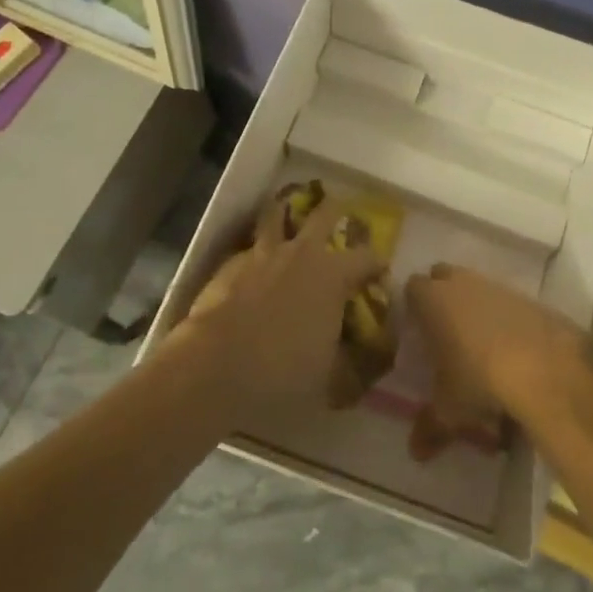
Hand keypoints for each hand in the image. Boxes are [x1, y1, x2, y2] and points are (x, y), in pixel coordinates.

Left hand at [179, 202, 384, 418]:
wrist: (213, 371)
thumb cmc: (283, 374)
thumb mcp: (333, 380)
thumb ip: (357, 363)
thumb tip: (374, 358)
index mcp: (333, 274)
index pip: (368, 257)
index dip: (377, 265)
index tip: (379, 277)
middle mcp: (300, 253)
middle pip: (324, 214)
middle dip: (336, 212)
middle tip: (340, 217)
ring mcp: (261, 254)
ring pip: (277, 215)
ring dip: (287, 215)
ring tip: (289, 217)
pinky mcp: (228, 265)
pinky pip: (249, 249)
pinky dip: (256, 255)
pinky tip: (253, 271)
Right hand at [403, 264, 580, 460]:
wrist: (543, 367)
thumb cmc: (479, 380)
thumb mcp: (450, 410)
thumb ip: (430, 427)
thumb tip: (415, 452)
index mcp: (432, 301)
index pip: (412, 287)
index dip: (413, 305)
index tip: (416, 329)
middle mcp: (462, 284)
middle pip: (444, 276)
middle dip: (442, 295)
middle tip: (444, 330)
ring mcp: (497, 286)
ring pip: (477, 286)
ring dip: (475, 306)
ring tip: (480, 344)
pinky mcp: (528, 297)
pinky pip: (507, 301)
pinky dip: (505, 318)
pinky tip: (512, 348)